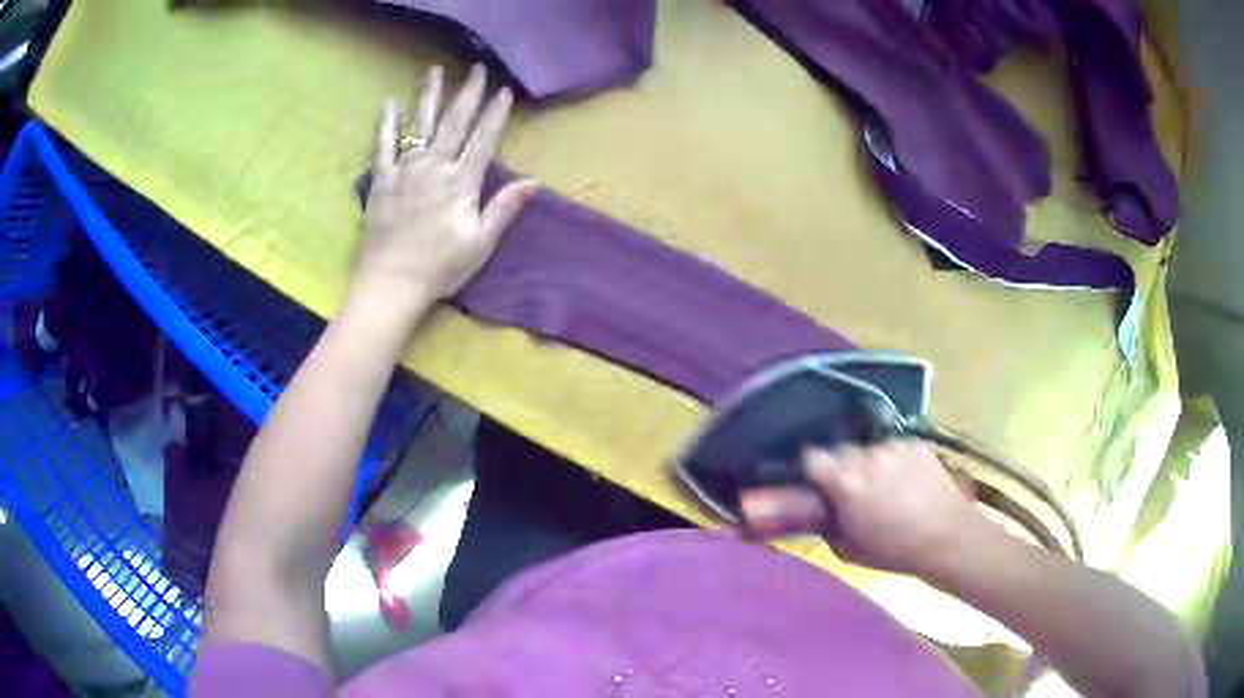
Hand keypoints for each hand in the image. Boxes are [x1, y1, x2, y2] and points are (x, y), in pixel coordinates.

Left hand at [354, 63, 539, 318]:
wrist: (390, 285)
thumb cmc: (439, 269)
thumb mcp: (480, 243)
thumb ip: (503, 209)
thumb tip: (533, 182)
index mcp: (461, 182)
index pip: (483, 139)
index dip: (495, 114)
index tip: (504, 91)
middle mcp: (434, 168)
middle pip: (453, 123)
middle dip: (467, 94)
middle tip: (476, 69)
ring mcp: (404, 171)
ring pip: (418, 125)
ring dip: (428, 96)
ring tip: (434, 70)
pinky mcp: (381, 181)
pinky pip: (383, 146)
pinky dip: (386, 124)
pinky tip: (390, 104)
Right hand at [740, 441, 983, 576]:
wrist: (946, 537)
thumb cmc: (894, 551)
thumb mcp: (849, 549)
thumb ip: (829, 524)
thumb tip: (823, 514)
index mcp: (846, 482)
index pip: (812, 457)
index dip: (813, 470)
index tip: (818, 485)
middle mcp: (867, 456)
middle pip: (842, 451)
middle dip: (843, 469)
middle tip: (855, 492)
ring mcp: (894, 447)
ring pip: (870, 451)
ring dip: (872, 466)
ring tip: (887, 489)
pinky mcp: (917, 444)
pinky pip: (896, 449)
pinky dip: (896, 463)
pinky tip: (908, 483)